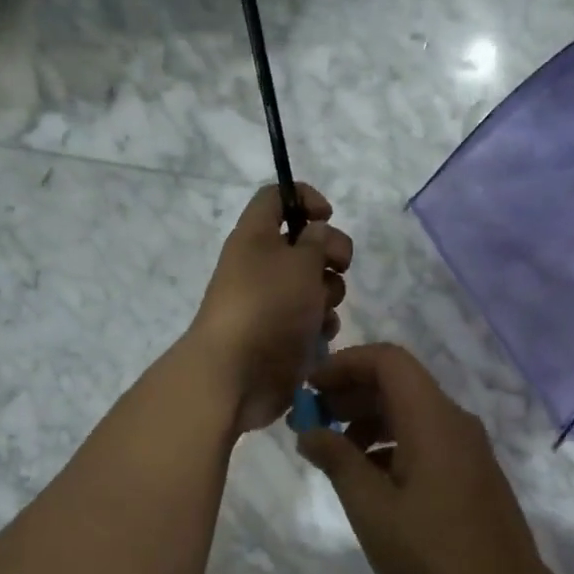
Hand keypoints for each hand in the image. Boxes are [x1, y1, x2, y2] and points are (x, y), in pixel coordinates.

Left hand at [188, 183, 352, 434]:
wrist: (237, 375)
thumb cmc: (268, 307)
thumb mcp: (300, 261)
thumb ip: (317, 240)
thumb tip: (316, 233)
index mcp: (255, 236)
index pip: (275, 197)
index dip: (304, 198)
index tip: (328, 216)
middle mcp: (260, 265)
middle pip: (304, 243)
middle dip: (329, 254)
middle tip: (337, 267)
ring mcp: (271, 302)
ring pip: (314, 284)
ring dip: (328, 293)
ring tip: (321, 311)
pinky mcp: (282, 335)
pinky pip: (311, 319)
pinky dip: (320, 325)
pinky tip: (320, 336)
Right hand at [296, 343, 549, 573]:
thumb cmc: (433, 554)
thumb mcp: (372, 509)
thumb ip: (338, 461)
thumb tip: (309, 432)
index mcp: (432, 419)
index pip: (387, 360)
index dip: (345, 364)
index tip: (310, 388)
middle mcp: (454, 422)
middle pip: (398, 383)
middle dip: (350, 393)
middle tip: (311, 420)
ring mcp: (466, 447)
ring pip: (410, 412)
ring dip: (368, 420)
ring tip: (333, 453)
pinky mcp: (470, 472)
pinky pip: (425, 438)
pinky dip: (390, 443)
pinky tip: (367, 478)